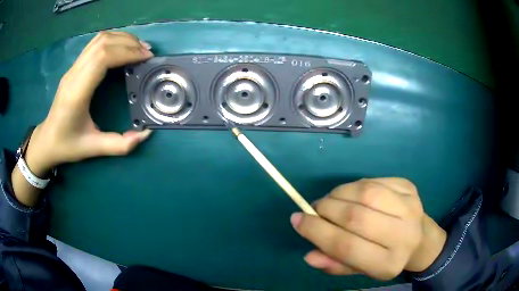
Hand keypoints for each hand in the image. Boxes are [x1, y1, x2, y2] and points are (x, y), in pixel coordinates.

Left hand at [25, 31, 153, 174]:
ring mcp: (73, 68)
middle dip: (128, 42)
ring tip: (138, 47)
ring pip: (99, 39)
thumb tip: (145, 134)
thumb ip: (119, 145)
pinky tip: (122, 48)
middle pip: (103, 43)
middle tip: (147, 52)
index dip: (127, 52)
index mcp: (77, 92)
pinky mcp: (74, 67)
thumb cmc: (66, 145)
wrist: (46, 141)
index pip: (102, 58)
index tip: (146, 58)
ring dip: (121, 38)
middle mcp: (74, 74)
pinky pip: (94, 44)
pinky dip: (112, 40)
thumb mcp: (92, 149)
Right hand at [290, 178, 445, 279]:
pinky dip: (355, 186)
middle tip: (314, 209)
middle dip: (326, 210)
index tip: (297, 220)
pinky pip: (374, 181)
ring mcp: (410, 207)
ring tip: (330, 200)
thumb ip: (336, 264)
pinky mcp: (409, 188)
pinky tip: (351, 194)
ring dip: (339, 194)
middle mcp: (403, 235)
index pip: (347, 247)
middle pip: (356, 217)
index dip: (317, 232)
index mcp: (388, 263)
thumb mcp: (361, 270)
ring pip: (365, 193)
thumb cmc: (387, 258)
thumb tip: (309, 255)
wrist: (421, 239)